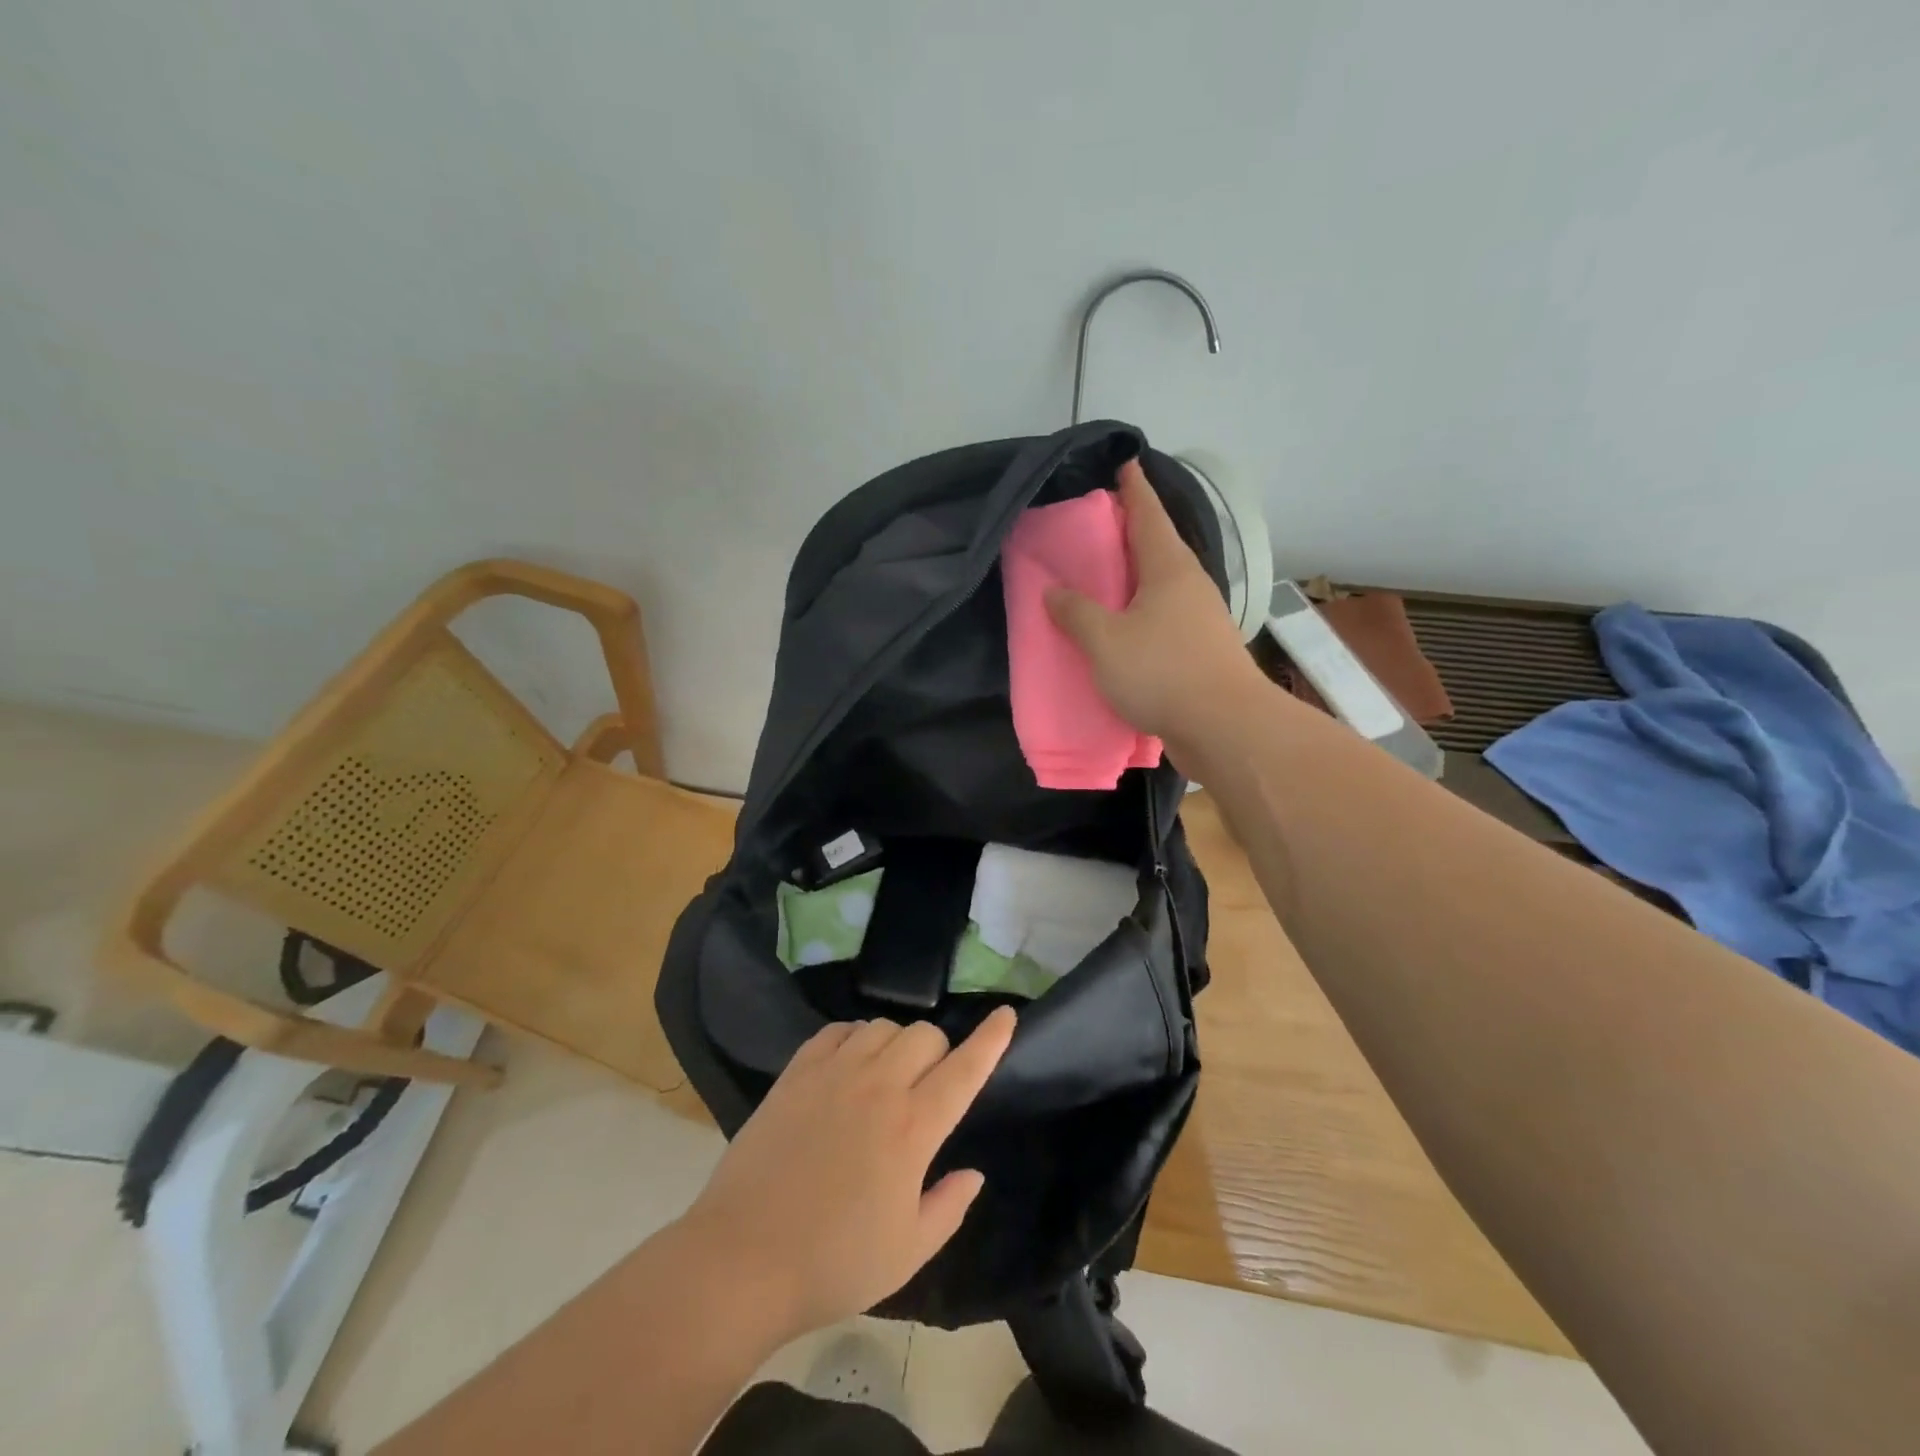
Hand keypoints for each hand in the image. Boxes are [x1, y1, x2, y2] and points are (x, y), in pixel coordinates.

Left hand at [679, 1008, 1016, 1344]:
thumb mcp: (907, 1252)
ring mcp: (833, 1073)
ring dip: (896, 1043)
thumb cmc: (833, 1264)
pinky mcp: (796, 1072)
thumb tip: (973, 1172)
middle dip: (938, 1052)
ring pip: (882, 1025)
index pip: (964, 1069)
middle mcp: (878, 1086)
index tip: (1007, 1015)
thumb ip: (950, 1207)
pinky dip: (853, 1038)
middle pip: (924, 1035)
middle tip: (926, 1087)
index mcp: (912, 1128)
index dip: (990, 1040)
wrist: (742, 1260)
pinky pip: (837, 1030)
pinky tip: (848, 1066)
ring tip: (886, 1076)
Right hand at [1046, 458, 1263, 745]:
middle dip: (1129, 534)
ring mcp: (1200, 620)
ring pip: (1160, 588)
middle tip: (1094, 528)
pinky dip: (1140, 617)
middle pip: (1157, 548)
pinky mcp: (1201, 652)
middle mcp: (1189, 586)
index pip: (1148, 513)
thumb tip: (1053, 591)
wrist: (1225, 727)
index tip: (1123, 463)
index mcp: (1169, 568)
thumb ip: (1076, 613)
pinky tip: (1121, 631)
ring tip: (1101, 581)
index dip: (1133, 488)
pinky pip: (1163, 621)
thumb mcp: (1105, 641)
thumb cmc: (1162, 672)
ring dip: (1134, 581)